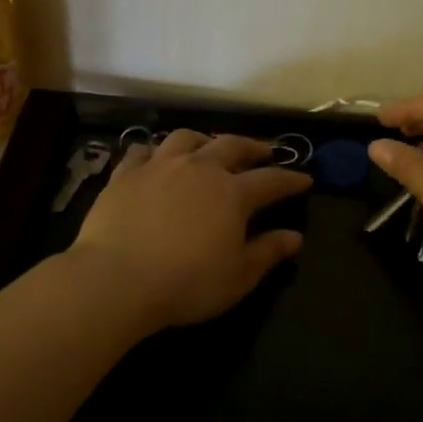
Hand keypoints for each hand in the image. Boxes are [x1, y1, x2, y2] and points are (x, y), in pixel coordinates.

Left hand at [72, 131, 311, 328]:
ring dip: (204, 139)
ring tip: (209, 146)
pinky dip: (155, 151)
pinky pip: (142, 151)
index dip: (290, 179)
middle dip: (253, 146)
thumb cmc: (186, 283)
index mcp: (232, 193)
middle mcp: (199, 169)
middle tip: (265, 151)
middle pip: (231, 146)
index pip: (271, 180)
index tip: (305, 179)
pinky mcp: (125, 174)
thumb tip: (295, 237)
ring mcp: (159, 166)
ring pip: (186, 138)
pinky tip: (156, 157)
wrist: (117, 278)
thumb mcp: (238, 277)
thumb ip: (268, 253)